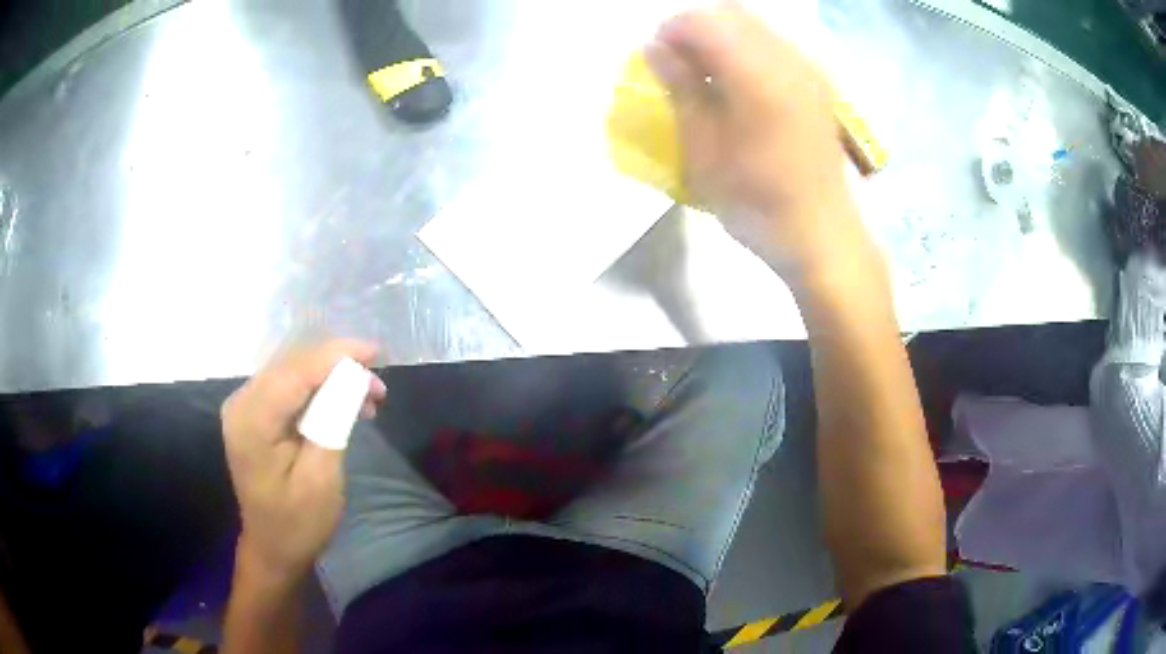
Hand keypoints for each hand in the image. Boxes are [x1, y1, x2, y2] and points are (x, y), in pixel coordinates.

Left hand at [221, 340, 386, 583]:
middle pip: (293, 366)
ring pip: (293, 372)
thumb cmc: (298, 522)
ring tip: (368, 397)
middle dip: (338, 367)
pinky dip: (319, 390)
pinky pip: (289, 387)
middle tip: (378, 385)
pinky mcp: (253, 413)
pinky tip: (343, 403)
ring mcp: (244, 406)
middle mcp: (241, 402)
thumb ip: (333, 420)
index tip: (377, 352)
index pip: (296, 371)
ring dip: (332, 378)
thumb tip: (354, 377)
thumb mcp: (321, 477)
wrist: (272, 547)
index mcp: (252, 420)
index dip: (337, 355)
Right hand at [646, 3, 871, 281]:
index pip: (704, 21)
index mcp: (757, 75)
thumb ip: (680, 89)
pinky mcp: (818, 84)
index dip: (671, 31)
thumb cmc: (757, 202)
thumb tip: (654, 47)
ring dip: (723, 37)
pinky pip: (776, 44)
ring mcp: (809, 70)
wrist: (821, 235)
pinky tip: (740, 85)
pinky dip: (748, 50)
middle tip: (678, 62)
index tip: (655, 58)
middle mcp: (788, 60)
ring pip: (756, 25)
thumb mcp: (704, 151)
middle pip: (732, 12)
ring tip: (707, 74)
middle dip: (697, 27)